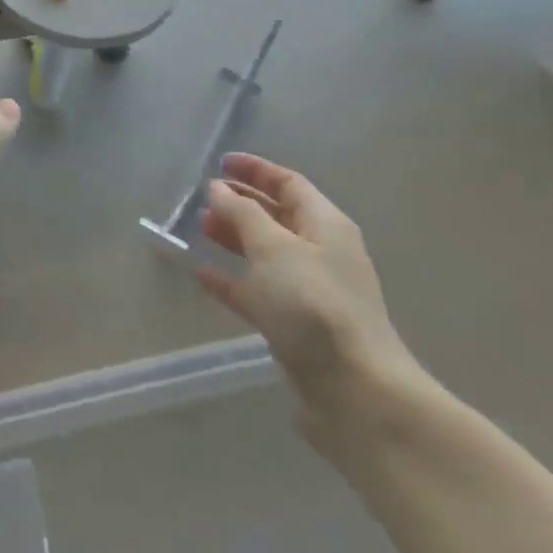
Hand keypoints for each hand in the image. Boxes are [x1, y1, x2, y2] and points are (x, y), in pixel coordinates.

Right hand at [197, 154, 422, 421]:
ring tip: (199, 230)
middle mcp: (321, 252)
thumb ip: (242, 214)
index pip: (289, 183)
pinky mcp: (295, 324)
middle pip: (277, 216)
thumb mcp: (273, 248)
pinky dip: (232, 279)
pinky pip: (258, 290)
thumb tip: (219, 189)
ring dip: (234, 238)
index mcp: (326, 224)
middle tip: (202, 200)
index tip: (220, 163)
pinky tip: (203, 275)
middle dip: (241, 204)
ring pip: (265, 253)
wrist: (353, 388)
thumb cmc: (312, 303)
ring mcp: (309, 290)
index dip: (255, 170)